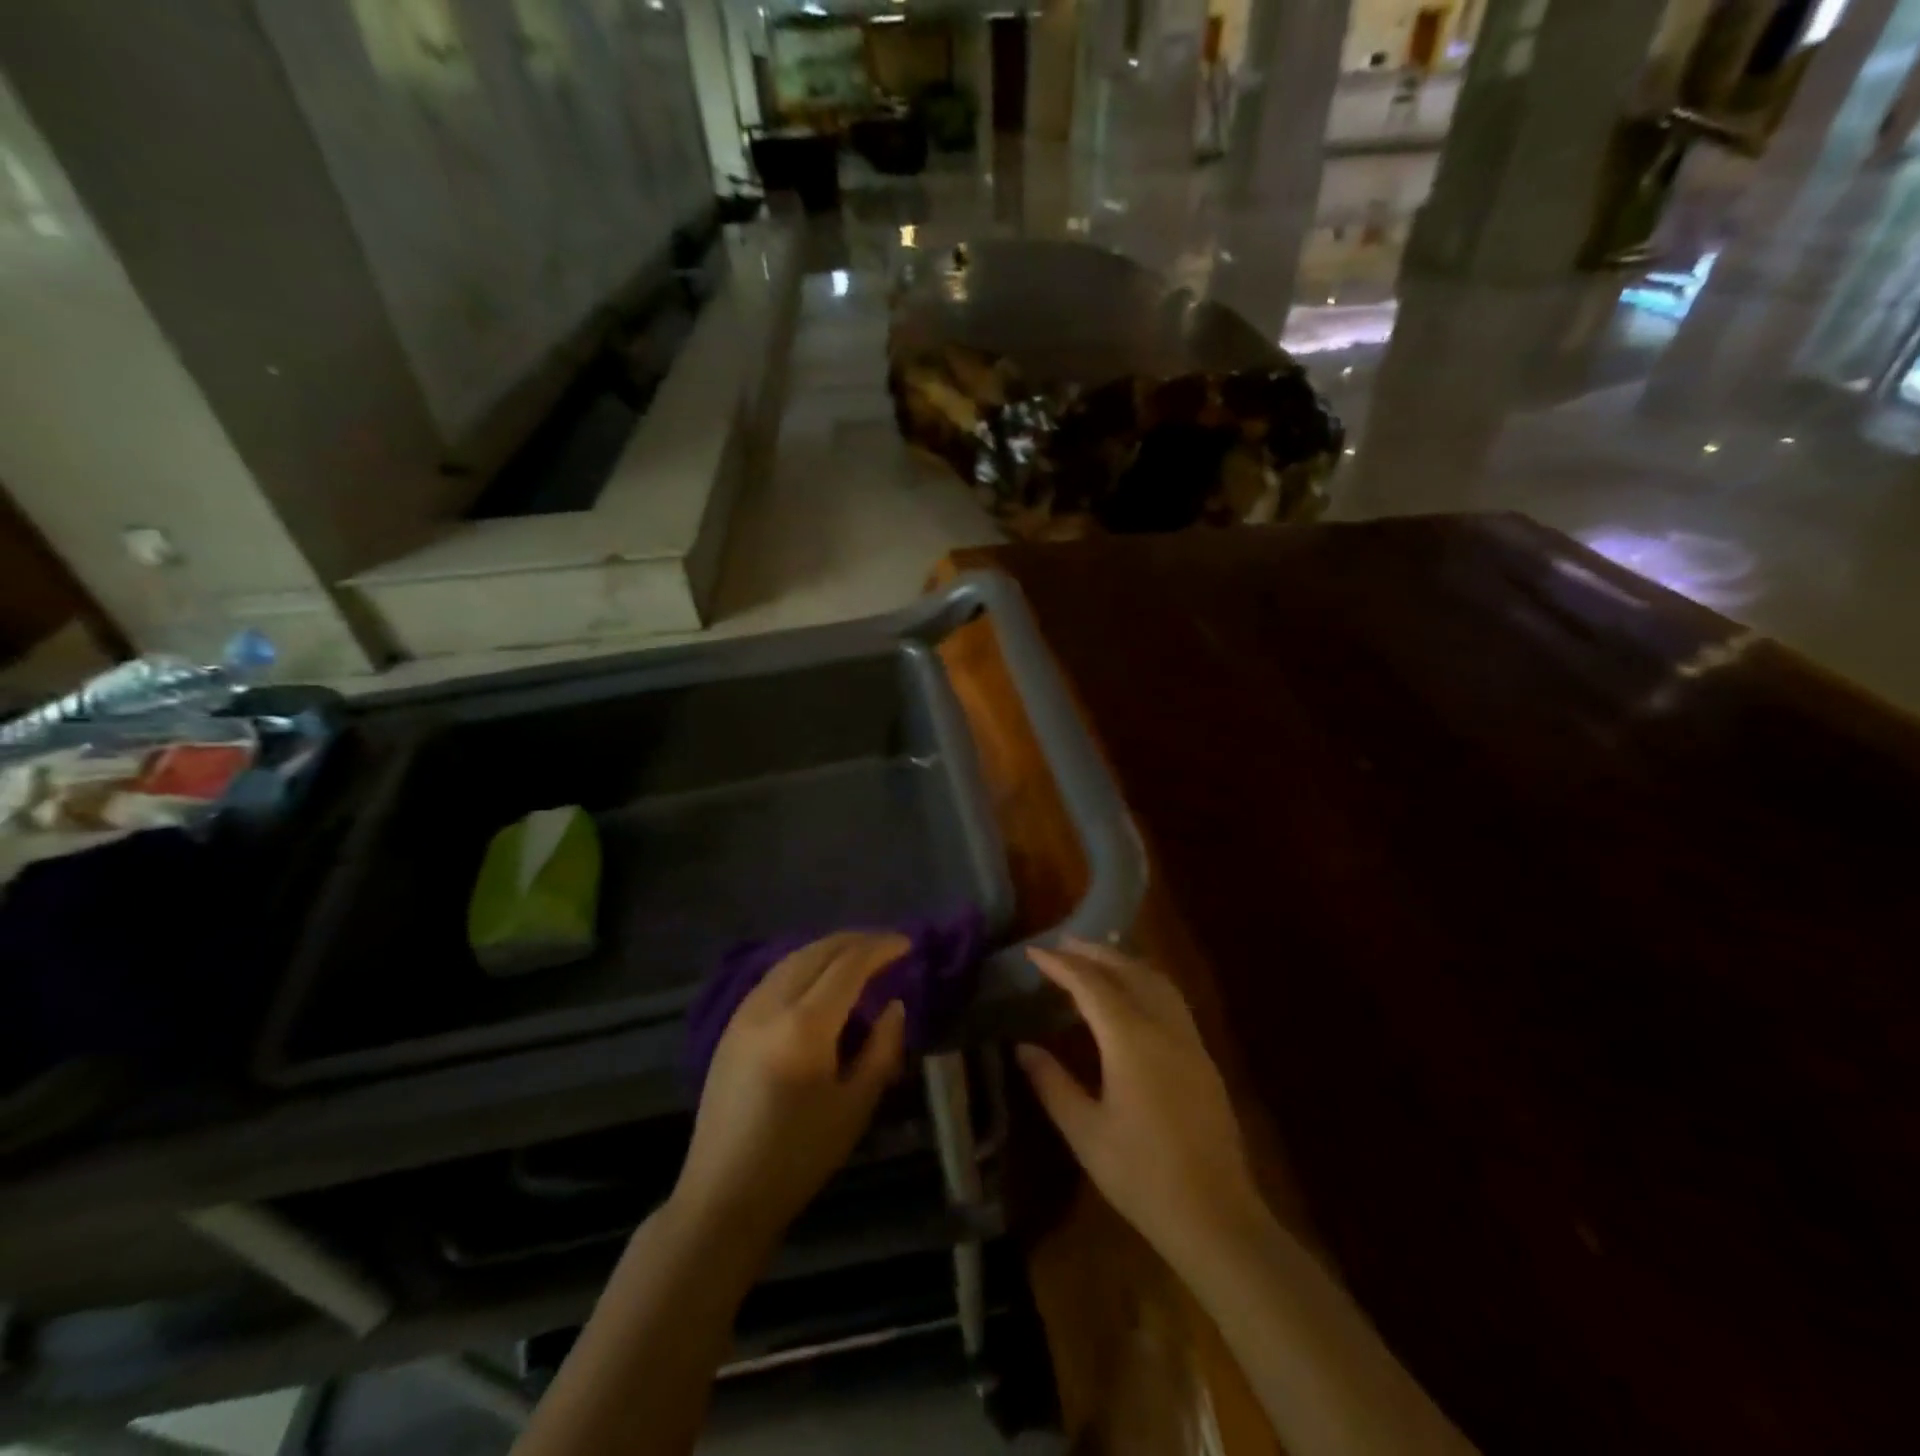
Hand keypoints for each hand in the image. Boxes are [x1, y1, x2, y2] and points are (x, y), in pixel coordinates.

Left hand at [673, 932, 908, 1248]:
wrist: (723, 1195)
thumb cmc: (797, 1157)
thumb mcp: (854, 1107)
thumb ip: (881, 1049)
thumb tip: (894, 1006)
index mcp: (804, 1026)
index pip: (848, 966)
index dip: (880, 948)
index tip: (906, 944)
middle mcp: (770, 1005)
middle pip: (817, 951)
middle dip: (856, 940)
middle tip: (887, 944)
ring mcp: (745, 1012)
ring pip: (792, 958)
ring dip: (828, 948)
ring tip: (858, 953)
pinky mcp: (731, 1025)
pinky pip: (773, 975)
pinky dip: (803, 963)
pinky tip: (818, 975)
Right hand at [1017, 939, 1264, 1268]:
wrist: (1215, 1216)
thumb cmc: (1142, 1175)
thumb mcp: (1085, 1132)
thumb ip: (1052, 1084)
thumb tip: (1023, 1048)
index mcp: (1131, 1040)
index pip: (1090, 985)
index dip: (1060, 965)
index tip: (1034, 953)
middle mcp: (1163, 1028)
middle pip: (1127, 971)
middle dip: (1093, 953)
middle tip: (1062, 945)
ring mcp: (1189, 1040)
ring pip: (1156, 980)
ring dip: (1123, 961)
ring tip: (1096, 958)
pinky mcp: (1203, 1058)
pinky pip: (1171, 999)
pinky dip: (1146, 981)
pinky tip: (1134, 994)